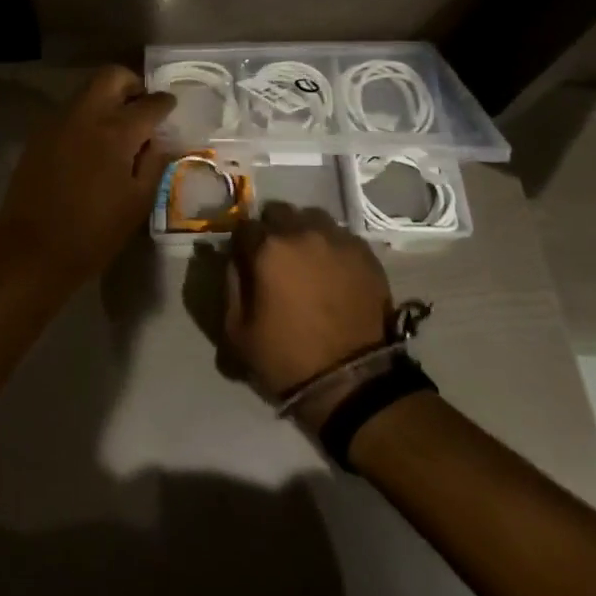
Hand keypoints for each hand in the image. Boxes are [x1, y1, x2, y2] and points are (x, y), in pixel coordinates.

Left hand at [0, 66, 175, 290]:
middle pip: (112, 75)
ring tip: (118, 130)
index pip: (150, 103)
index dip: (165, 104)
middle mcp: (85, 115)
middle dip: (132, 84)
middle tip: (142, 109)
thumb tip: (160, 139)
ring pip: (88, 90)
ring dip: (107, 99)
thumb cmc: (93, 233)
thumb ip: (154, 162)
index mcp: (115, 131)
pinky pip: (70, 111)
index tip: (170, 109)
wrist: (31, 251)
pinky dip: (87, 116)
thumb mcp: (137, 203)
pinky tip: (91, 146)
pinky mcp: (39, 134)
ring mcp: (58, 121)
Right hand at [225, 205, 392, 415]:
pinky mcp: (365, 254)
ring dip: (303, 232)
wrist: (354, 383)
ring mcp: (338, 239)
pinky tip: (333, 271)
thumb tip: (232, 260)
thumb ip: (229, 285)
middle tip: (275, 258)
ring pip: (312, 218)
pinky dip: (332, 247)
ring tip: (306, 260)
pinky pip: (341, 237)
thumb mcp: (237, 331)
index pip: (244, 226)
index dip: (242, 243)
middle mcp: (302, 232)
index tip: (245, 259)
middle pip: (279, 212)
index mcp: (268, 248)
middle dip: (272, 230)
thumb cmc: (288, 358)